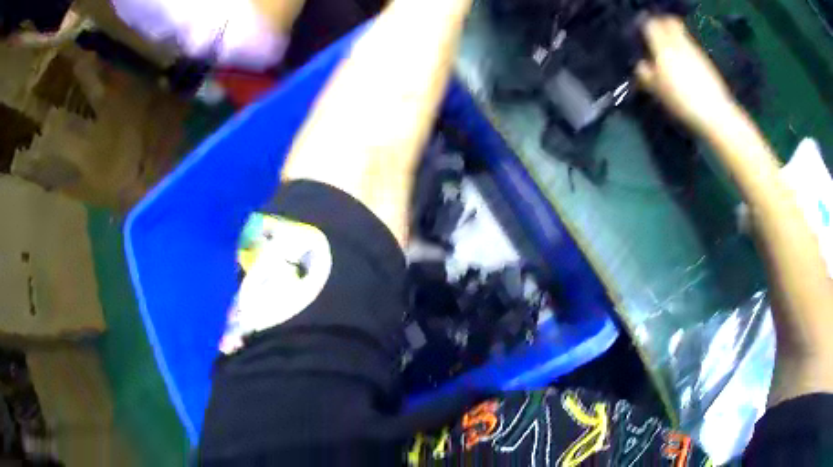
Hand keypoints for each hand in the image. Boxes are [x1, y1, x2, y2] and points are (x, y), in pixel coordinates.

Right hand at [635, 16, 738, 135]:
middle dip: (662, 25)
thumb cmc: (683, 102)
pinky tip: (686, 64)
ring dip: (675, 37)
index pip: (650, 25)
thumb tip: (641, 65)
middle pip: (669, 21)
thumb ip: (646, 75)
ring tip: (672, 51)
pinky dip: (686, 48)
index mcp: (663, 48)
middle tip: (657, 36)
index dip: (645, 27)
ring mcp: (694, 50)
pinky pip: (691, 45)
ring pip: (681, 33)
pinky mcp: (706, 60)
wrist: (716, 114)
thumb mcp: (658, 92)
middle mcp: (679, 43)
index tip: (642, 35)